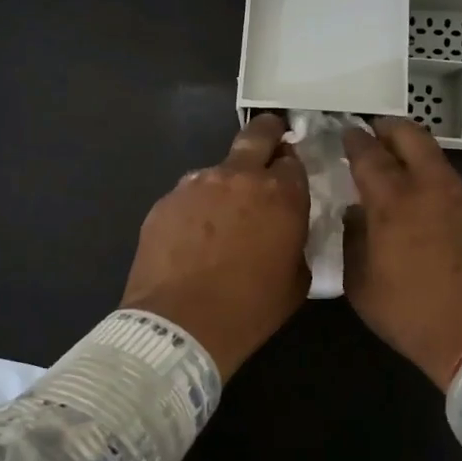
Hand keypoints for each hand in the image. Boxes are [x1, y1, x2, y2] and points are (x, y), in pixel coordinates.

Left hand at [121, 114, 310, 379]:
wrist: (179, 326)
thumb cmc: (249, 309)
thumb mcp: (296, 281)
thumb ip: (296, 242)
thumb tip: (286, 231)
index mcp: (281, 195)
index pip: (293, 161)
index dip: (292, 168)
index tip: (289, 178)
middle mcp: (239, 177)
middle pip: (258, 135)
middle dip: (268, 133)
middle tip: (270, 141)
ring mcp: (197, 185)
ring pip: (218, 170)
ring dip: (225, 184)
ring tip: (220, 220)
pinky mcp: (165, 201)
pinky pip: (188, 196)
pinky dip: (195, 210)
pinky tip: (192, 239)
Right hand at [342, 117, 461, 389]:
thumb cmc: (413, 315)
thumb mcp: (362, 286)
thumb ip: (353, 240)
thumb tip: (355, 213)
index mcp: (393, 202)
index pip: (369, 154)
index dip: (354, 139)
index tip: (345, 133)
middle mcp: (429, 186)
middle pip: (409, 135)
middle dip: (387, 128)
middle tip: (372, 133)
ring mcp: (461, 195)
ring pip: (434, 154)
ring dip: (411, 150)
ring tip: (395, 164)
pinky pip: (449, 178)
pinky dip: (430, 174)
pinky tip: (422, 196)